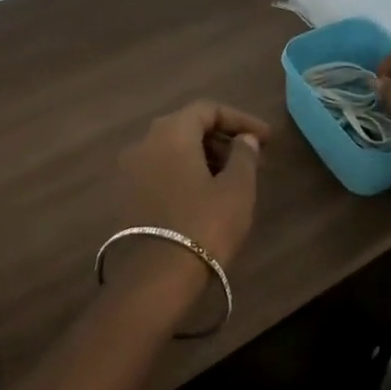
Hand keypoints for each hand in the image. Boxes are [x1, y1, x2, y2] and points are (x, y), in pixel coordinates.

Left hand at [111, 102, 271, 299]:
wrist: (156, 279)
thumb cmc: (204, 224)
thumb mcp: (237, 188)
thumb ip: (244, 155)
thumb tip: (245, 139)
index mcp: (170, 132)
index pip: (208, 110)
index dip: (241, 120)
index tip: (266, 139)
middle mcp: (143, 143)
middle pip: (187, 127)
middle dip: (222, 139)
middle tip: (252, 159)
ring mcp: (128, 171)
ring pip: (171, 151)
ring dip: (203, 158)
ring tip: (232, 180)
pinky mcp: (124, 198)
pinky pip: (159, 172)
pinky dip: (183, 175)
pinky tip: (204, 196)